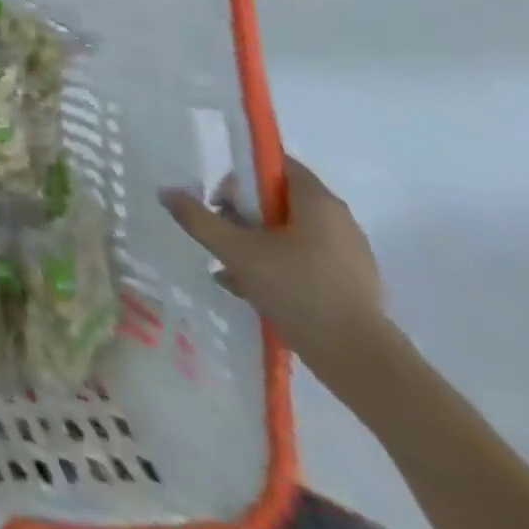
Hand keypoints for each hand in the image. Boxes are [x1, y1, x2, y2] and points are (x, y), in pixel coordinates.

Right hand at [162, 158, 392, 380]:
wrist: (362, 365)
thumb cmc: (299, 292)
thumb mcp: (236, 251)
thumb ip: (199, 218)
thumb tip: (166, 192)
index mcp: (317, 201)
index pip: (275, 164)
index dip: (242, 175)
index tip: (222, 201)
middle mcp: (338, 220)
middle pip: (278, 199)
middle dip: (243, 214)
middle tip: (223, 236)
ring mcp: (349, 254)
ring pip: (289, 232)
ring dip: (256, 242)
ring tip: (232, 268)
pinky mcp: (351, 283)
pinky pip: (304, 259)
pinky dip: (277, 264)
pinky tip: (253, 288)